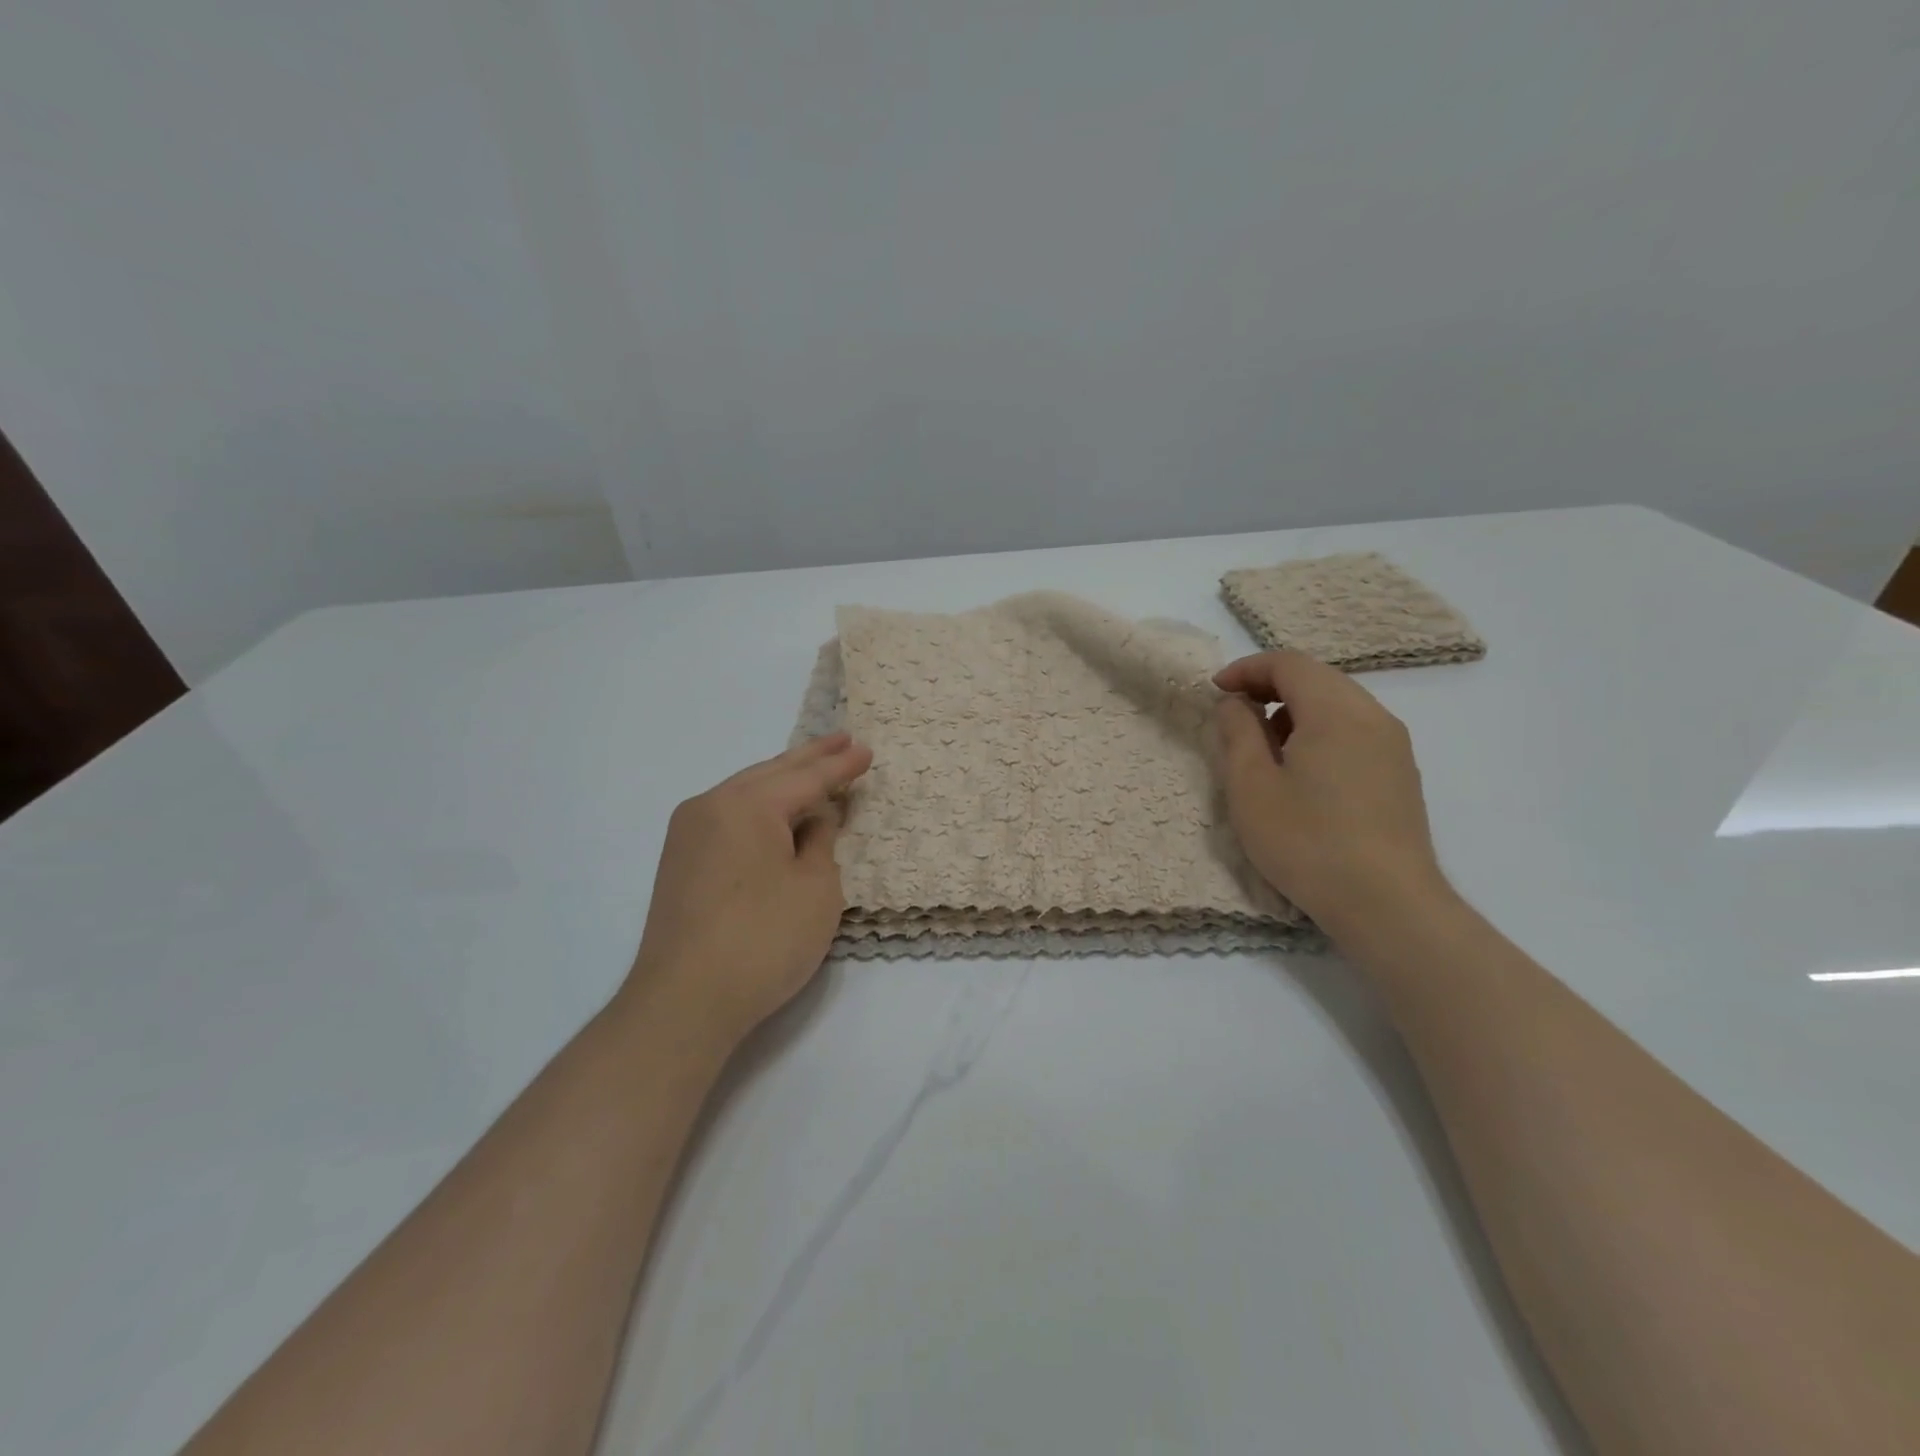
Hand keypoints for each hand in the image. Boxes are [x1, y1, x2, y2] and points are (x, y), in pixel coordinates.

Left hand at [628, 733, 872, 1047]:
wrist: (683, 1002)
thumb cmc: (763, 940)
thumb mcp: (816, 889)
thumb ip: (820, 842)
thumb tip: (814, 819)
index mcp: (747, 804)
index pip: (806, 778)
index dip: (841, 766)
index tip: (867, 750)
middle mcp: (711, 805)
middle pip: (771, 773)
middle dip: (810, 758)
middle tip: (842, 738)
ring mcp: (688, 833)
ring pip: (745, 792)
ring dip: (782, 780)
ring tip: (812, 766)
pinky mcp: (680, 861)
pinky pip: (729, 815)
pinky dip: (759, 806)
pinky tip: (774, 809)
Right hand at [1212, 651, 1445, 924]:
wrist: (1387, 904)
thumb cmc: (1307, 841)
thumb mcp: (1251, 786)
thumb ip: (1238, 733)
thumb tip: (1235, 703)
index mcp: (1335, 711)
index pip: (1289, 664)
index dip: (1246, 669)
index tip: (1215, 692)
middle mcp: (1372, 716)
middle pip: (1317, 678)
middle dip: (1270, 687)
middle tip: (1234, 717)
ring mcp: (1394, 745)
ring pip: (1338, 704)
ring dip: (1295, 710)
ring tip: (1265, 748)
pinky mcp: (1401, 773)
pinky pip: (1355, 730)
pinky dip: (1320, 731)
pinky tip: (1302, 772)